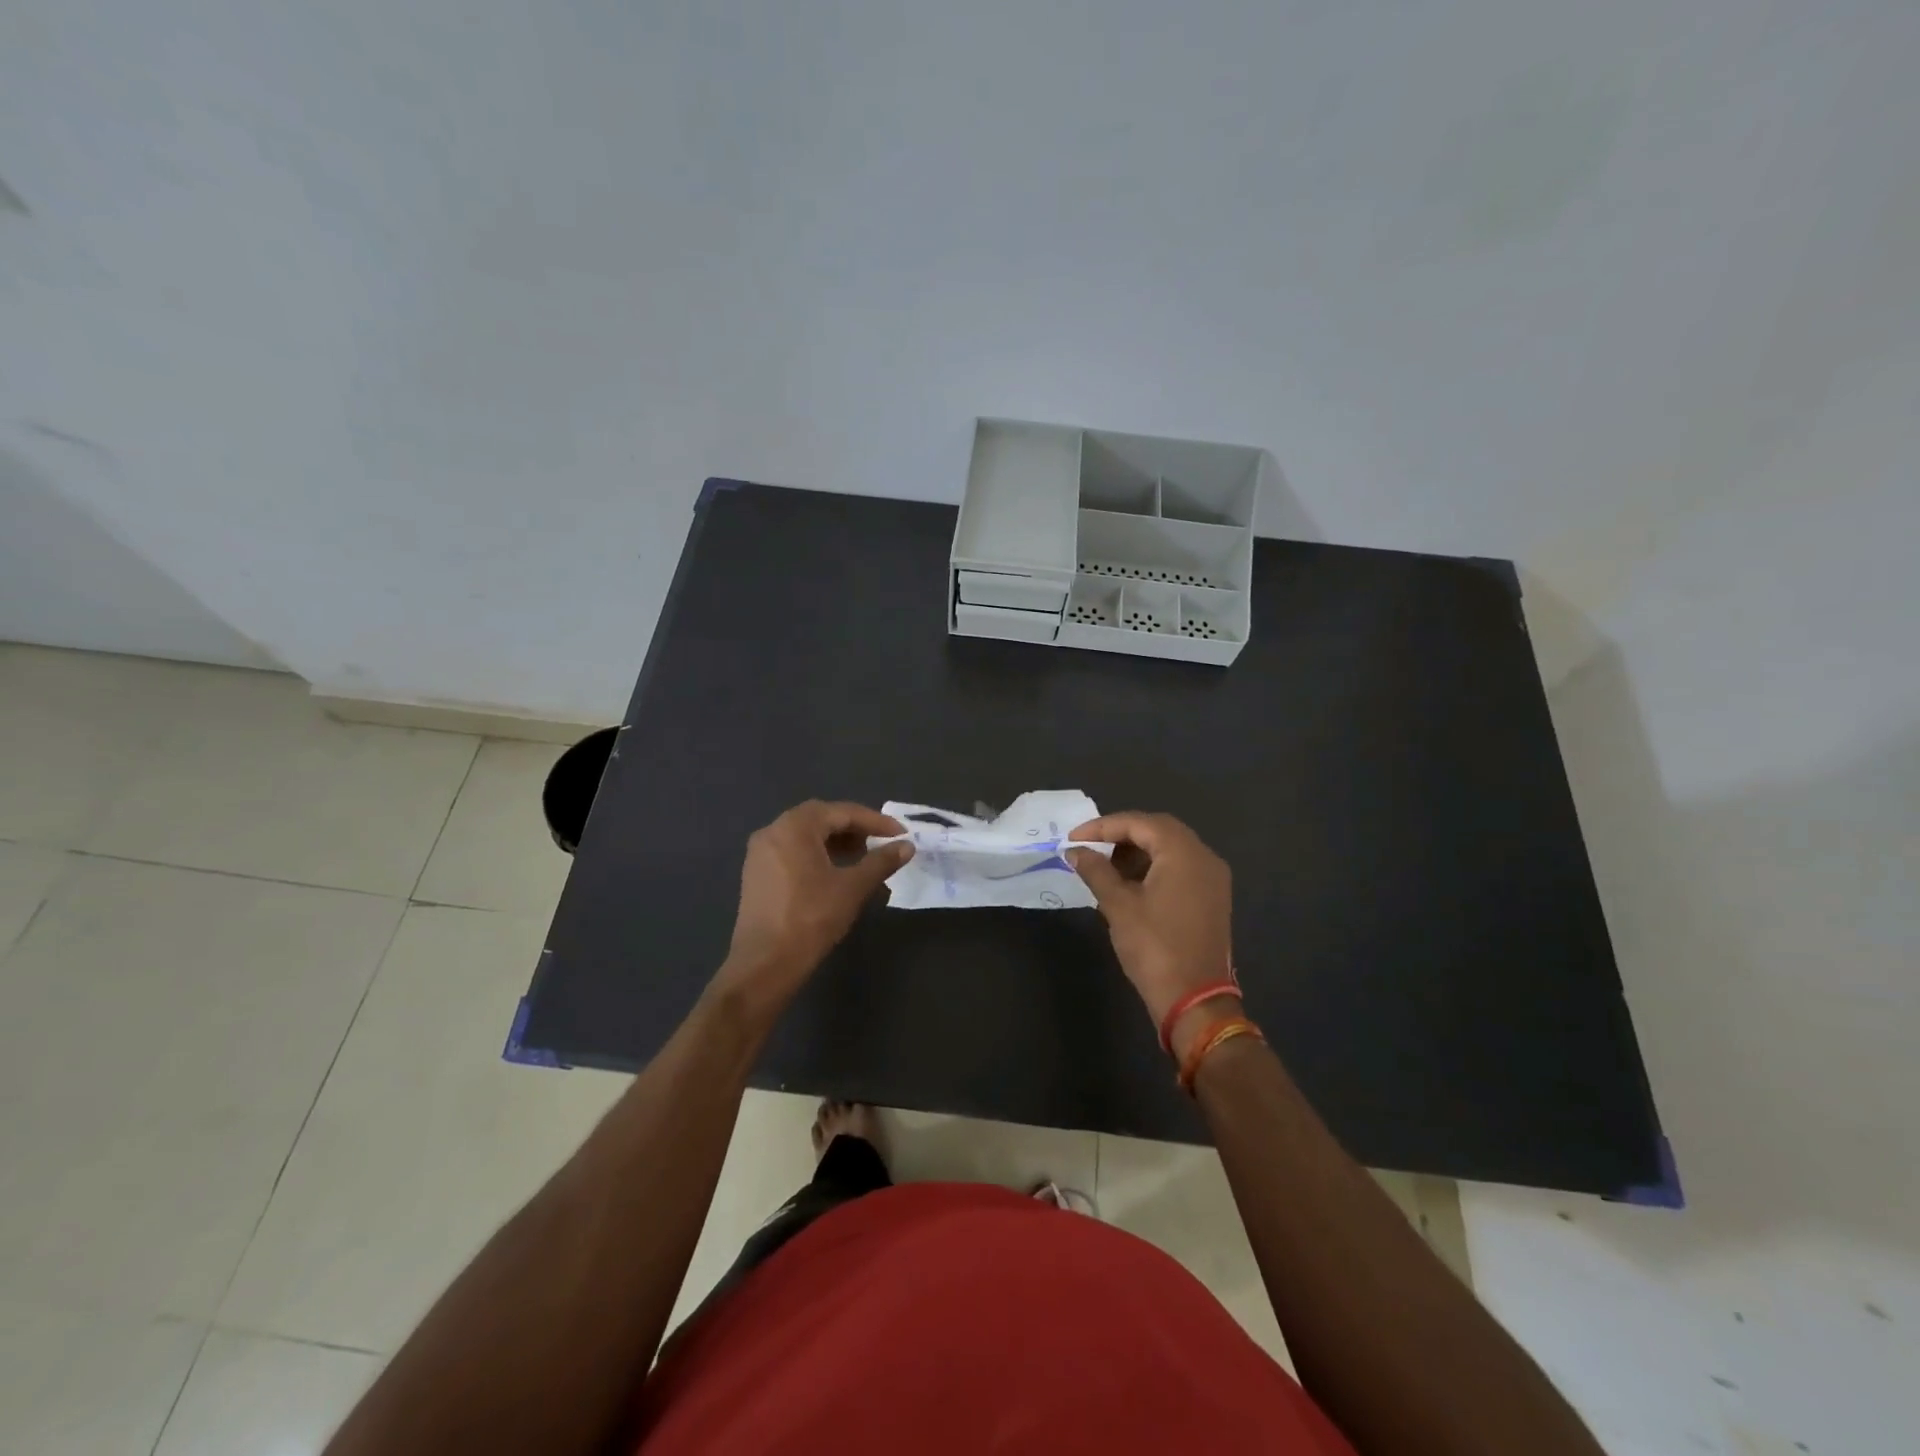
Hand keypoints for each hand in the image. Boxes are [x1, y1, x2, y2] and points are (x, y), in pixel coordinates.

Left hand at [718, 800, 911, 1008]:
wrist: (765, 963)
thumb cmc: (811, 918)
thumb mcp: (853, 887)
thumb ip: (881, 862)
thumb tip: (907, 846)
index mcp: (795, 827)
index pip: (841, 812)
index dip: (875, 821)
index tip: (900, 834)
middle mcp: (773, 831)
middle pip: (821, 818)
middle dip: (854, 828)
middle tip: (881, 842)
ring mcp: (760, 853)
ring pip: (805, 835)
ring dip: (835, 841)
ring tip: (862, 857)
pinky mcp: (756, 873)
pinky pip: (792, 851)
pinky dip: (816, 854)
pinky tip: (835, 872)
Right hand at [1067, 813, 1233, 1039]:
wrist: (1195, 1000)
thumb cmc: (1154, 947)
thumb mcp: (1118, 905)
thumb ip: (1096, 871)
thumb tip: (1075, 852)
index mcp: (1184, 852)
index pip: (1140, 823)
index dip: (1102, 826)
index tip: (1073, 839)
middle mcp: (1205, 857)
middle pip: (1159, 830)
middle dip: (1121, 835)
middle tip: (1090, 848)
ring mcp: (1213, 879)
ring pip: (1171, 849)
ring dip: (1138, 851)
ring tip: (1106, 867)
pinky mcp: (1213, 899)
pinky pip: (1181, 868)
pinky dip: (1154, 868)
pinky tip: (1131, 884)